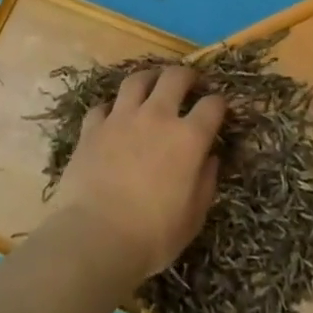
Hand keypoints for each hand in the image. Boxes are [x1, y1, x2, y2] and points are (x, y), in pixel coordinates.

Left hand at [48, 66, 224, 285]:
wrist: (94, 237)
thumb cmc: (152, 236)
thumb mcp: (192, 219)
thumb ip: (205, 184)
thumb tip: (211, 159)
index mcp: (188, 138)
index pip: (212, 106)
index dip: (219, 103)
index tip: (220, 107)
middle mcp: (157, 116)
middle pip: (175, 78)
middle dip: (187, 75)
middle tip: (189, 82)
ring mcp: (121, 117)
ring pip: (137, 80)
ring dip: (149, 78)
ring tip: (152, 83)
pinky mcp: (92, 127)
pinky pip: (103, 106)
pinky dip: (111, 108)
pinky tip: (113, 116)